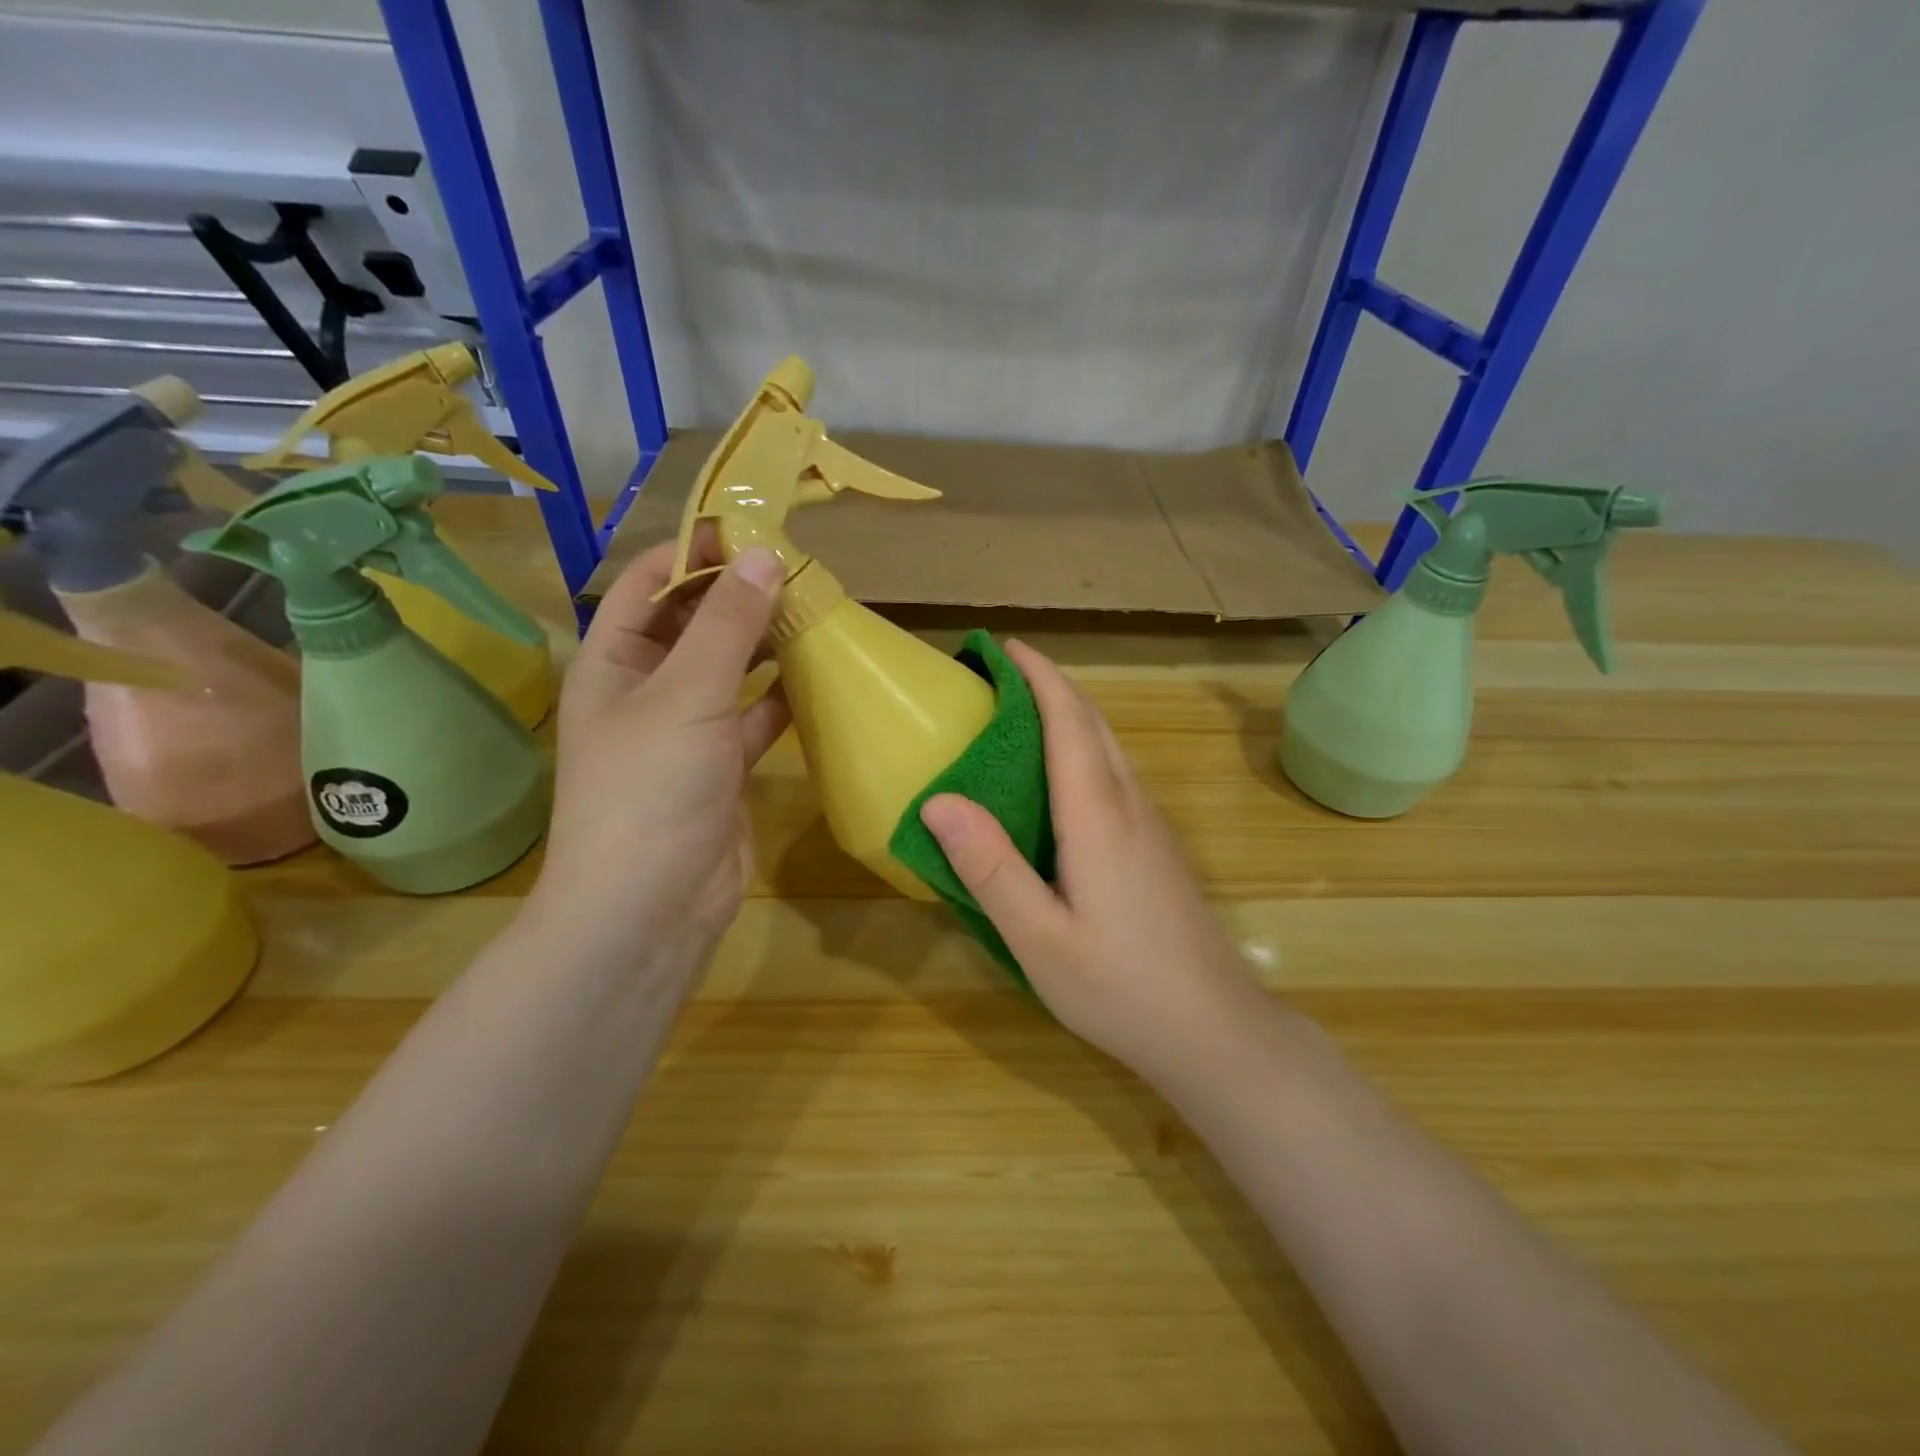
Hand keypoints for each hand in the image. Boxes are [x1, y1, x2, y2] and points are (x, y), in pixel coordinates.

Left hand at [527, 533, 789, 965]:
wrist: (649, 909)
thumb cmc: (650, 790)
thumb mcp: (687, 696)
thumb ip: (728, 626)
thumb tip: (763, 555)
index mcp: (611, 663)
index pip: (647, 585)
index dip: (694, 554)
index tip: (753, 532)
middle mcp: (644, 691)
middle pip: (693, 625)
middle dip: (739, 597)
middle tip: (799, 572)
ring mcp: (685, 732)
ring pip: (729, 671)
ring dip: (766, 645)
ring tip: (816, 614)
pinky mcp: (721, 768)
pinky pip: (753, 718)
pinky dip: (781, 698)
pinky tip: (817, 677)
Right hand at [917, 641, 1267, 1088]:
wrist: (1216, 1030)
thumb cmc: (1120, 987)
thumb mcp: (1039, 938)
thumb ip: (990, 868)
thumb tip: (939, 800)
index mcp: (1099, 816)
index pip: (1068, 722)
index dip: (1038, 676)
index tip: (1002, 647)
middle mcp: (1130, 805)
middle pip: (1093, 723)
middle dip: (1051, 685)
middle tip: (1000, 675)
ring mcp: (1151, 826)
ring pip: (1110, 747)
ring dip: (1069, 714)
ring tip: (1021, 715)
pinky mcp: (1157, 848)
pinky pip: (1116, 774)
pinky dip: (1083, 749)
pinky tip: (1058, 780)